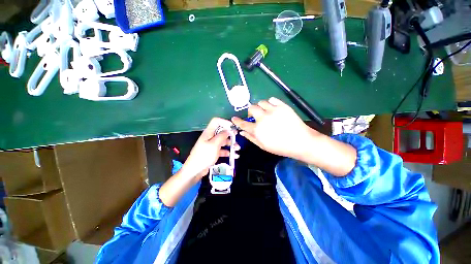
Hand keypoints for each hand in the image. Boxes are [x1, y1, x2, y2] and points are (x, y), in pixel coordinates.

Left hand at [181, 117, 239, 180]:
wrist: (195, 171)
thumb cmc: (204, 156)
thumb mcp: (214, 145)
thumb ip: (222, 136)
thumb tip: (228, 130)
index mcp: (209, 133)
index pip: (216, 121)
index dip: (224, 122)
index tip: (232, 127)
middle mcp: (210, 137)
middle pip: (221, 132)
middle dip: (230, 135)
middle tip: (237, 138)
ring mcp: (211, 145)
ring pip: (223, 141)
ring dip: (231, 144)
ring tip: (237, 148)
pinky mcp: (213, 152)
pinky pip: (222, 149)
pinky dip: (228, 151)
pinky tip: (234, 155)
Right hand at [232, 97, 318, 159]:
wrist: (301, 142)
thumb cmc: (280, 147)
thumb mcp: (263, 146)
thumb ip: (251, 138)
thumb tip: (242, 132)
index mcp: (257, 130)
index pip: (243, 124)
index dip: (237, 121)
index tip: (234, 118)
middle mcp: (263, 118)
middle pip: (251, 108)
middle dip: (250, 112)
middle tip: (255, 116)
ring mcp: (273, 110)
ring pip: (261, 102)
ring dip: (260, 107)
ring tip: (265, 112)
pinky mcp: (282, 106)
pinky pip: (272, 99)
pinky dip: (270, 103)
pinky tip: (273, 109)